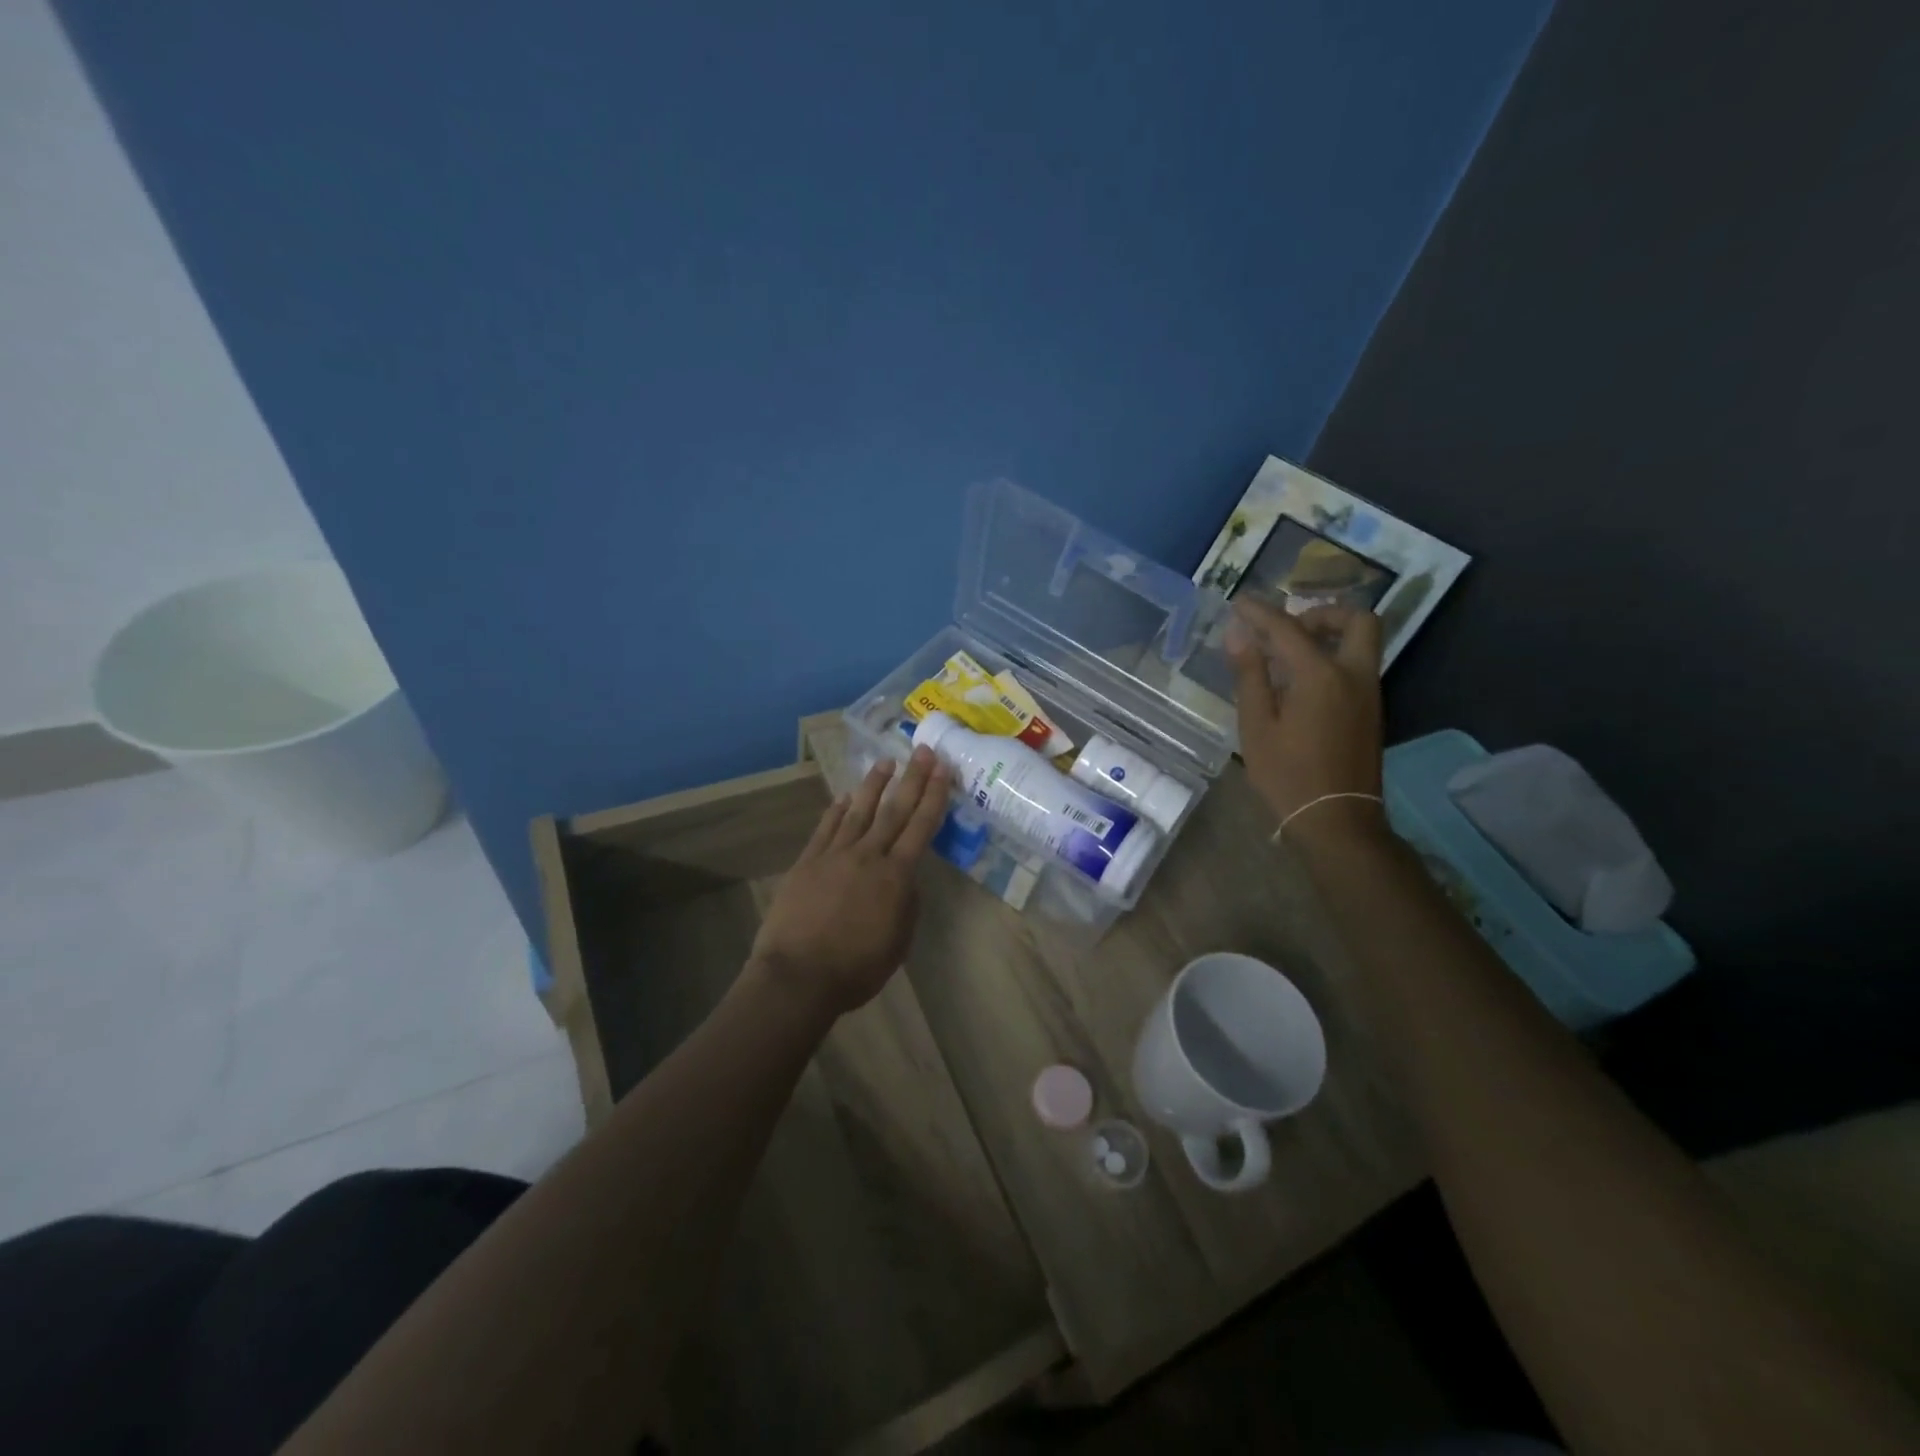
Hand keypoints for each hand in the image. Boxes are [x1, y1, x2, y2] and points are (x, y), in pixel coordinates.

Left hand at [749, 748, 951, 1017]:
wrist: (798, 976)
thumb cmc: (856, 968)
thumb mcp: (899, 942)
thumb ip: (906, 904)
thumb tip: (906, 878)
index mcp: (896, 876)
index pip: (921, 827)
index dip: (933, 796)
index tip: (942, 769)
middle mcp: (868, 856)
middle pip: (894, 810)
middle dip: (911, 779)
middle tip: (921, 751)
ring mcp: (834, 855)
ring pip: (858, 811)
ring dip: (873, 785)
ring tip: (885, 762)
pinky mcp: (808, 862)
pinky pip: (826, 828)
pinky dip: (836, 810)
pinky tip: (843, 797)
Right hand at [1225, 597, 1385, 837]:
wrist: (1337, 820)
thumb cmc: (1288, 775)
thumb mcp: (1257, 726)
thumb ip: (1250, 675)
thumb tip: (1239, 635)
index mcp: (1321, 676)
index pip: (1289, 628)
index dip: (1261, 612)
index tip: (1239, 602)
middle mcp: (1354, 674)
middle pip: (1356, 620)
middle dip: (1322, 612)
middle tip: (1288, 628)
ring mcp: (1368, 693)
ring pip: (1361, 642)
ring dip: (1329, 635)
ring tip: (1286, 655)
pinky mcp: (1371, 711)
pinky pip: (1356, 666)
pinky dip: (1333, 657)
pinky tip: (1300, 683)